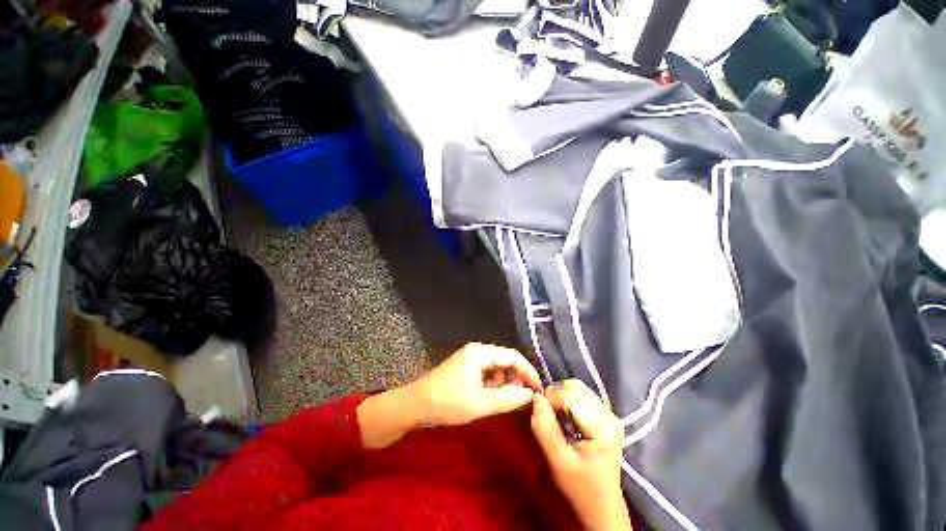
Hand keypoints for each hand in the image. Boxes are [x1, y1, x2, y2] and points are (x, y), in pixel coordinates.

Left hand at [414, 342, 541, 425]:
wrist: (416, 405)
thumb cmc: (447, 403)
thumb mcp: (480, 404)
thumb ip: (508, 398)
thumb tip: (531, 394)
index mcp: (480, 353)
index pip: (513, 356)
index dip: (528, 372)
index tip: (538, 390)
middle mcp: (477, 350)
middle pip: (506, 359)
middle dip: (517, 377)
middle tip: (524, 398)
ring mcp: (471, 357)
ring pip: (498, 366)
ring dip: (505, 382)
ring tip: (505, 400)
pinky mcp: (466, 366)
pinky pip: (488, 371)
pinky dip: (494, 383)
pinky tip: (491, 397)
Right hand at [532, 380, 630, 530]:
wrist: (602, 507)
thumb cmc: (580, 487)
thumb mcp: (557, 460)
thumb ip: (544, 427)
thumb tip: (535, 397)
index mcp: (601, 425)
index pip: (568, 393)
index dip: (549, 398)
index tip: (538, 412)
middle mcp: (609, 414)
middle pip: (574, 386)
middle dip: (554, 394)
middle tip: (545, 413)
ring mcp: (610, 413)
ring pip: (577, 388)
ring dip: (560, 396)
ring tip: (554, 416)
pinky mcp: (606, 415)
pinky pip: (581, 395)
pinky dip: (568, 400)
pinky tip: (565, 417)